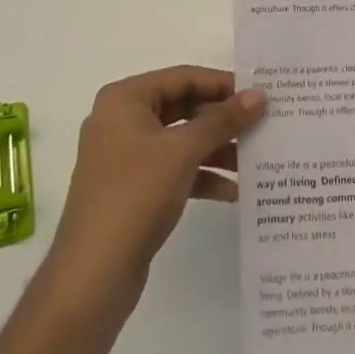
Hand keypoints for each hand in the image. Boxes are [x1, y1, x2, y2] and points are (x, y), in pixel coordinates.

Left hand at [51, 66, 266, 312]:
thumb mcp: (182, 151)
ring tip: (255, 159)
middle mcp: (122, 120)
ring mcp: (126, 157)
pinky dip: (201, 176)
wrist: (92, 276)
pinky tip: (233, 192)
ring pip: (180, 141)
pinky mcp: (133, 190)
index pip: (182, 77)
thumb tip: (259, 95)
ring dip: (216, 149)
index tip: (259, 94)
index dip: (221, 84)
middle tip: (262, 124)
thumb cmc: (135, 195)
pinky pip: (173, 170)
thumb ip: (222, 120)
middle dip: (221, 119)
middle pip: (182, 107)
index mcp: (125, 99)